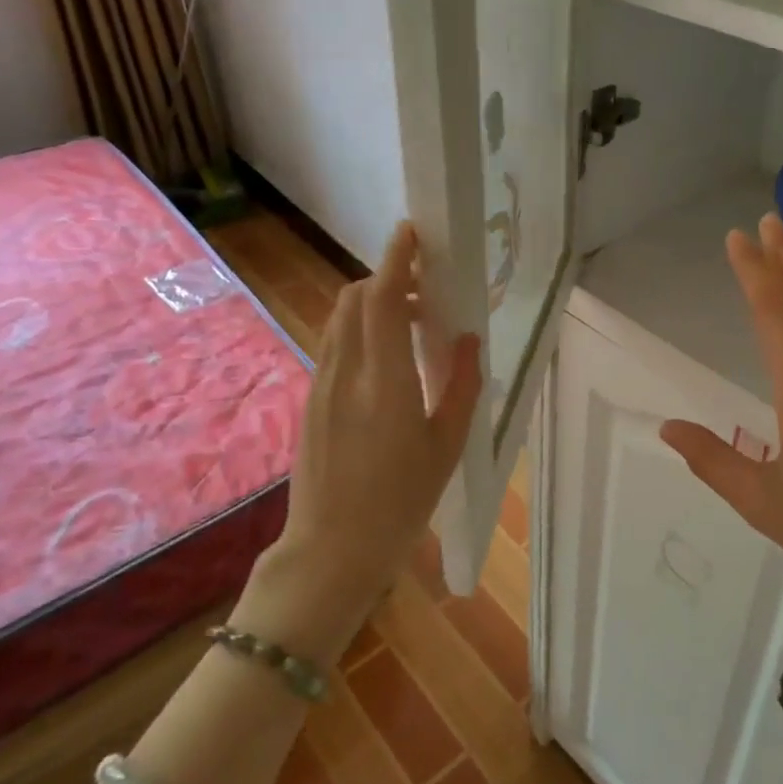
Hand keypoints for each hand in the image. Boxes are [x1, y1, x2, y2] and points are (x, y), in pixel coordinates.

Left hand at [267, 222, 482, 620]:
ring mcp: (321, 384)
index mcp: (385, 382)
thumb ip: (463, 385)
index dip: (396, 261)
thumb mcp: (447, 445)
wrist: (331, 550)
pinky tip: (386, 359)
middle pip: (355, 298)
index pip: (382, 301)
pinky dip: (360, 329)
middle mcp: (346, 372)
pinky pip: (335, 344)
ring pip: (341, 319)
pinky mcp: (311, 399)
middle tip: (425, 290)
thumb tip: (471, 339)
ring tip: (410, 322)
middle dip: (386, 279)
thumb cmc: (401, 503)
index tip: (412, 233)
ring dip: (372, 304)